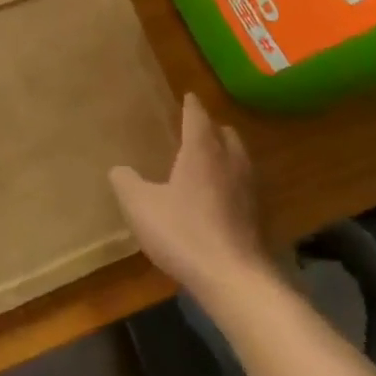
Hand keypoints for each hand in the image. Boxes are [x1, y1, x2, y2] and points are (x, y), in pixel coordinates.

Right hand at [110, 94, 270, 304]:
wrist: (234, 279)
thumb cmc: (184, 232)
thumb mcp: (141, 207)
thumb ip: (126, 183)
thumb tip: (118, 169)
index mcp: (202, 150)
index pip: (197, 116)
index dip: (191, 105)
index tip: (187, 96)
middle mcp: (230, 161)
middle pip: (224, 133)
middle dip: (210, 127)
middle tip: (194, 129)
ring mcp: (248, 188)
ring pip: (238, 157)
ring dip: (224, 153)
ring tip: (206, 160)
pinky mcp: (257, 215)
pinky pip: (243, 184)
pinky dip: (231, 180)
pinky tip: (217, 197)